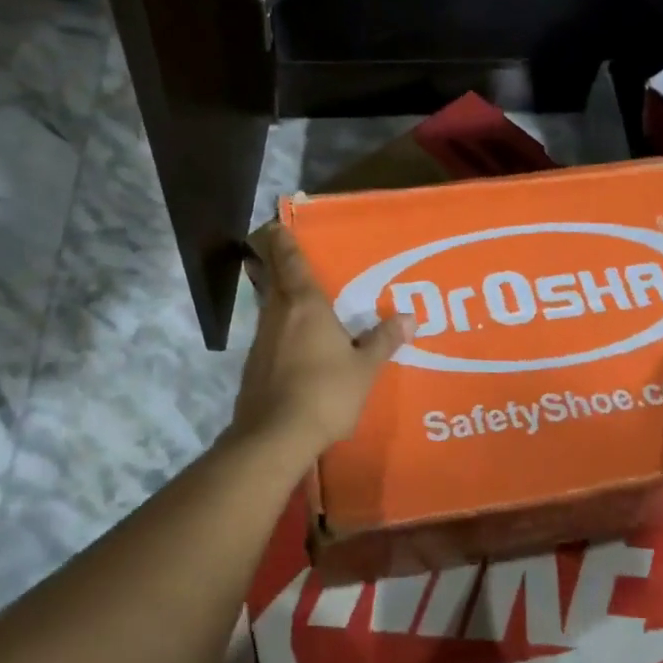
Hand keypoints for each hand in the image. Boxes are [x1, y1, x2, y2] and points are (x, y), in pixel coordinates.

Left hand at [229, 227, 405, 457]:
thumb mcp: (364, 368)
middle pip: (273, 279)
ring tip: (294, 298)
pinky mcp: (253, 366)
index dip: (283, 241)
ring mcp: (261, 341)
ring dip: (276, 297)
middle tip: (283, 253)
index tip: (276, 225)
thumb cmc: (325, 393)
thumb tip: (409, 316)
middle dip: (275, 264)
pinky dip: (278, 329)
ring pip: (268, 307)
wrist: (274, 437)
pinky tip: (291, 343)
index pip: (291, 262)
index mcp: (305, 305)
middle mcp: (278, 314)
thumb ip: (383, 340)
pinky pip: (268, 335)